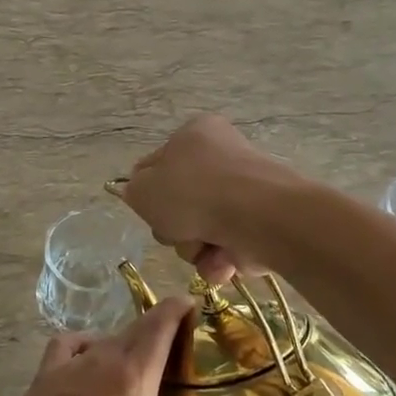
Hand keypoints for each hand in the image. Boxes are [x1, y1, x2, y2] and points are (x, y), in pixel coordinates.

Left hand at [0, 299, 260, 395]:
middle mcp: (101, 358)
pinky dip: (81, 348)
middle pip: (135, 328)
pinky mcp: (41, 379)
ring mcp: (66, 366)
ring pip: (102, 338)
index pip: (161, 321)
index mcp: (133, 376)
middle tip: (184, 353)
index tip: (199, 308)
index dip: (181, 308)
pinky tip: (85, 369)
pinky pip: (67, 347)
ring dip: (122, 344)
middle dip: (160, 330)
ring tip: (138, 368)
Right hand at [120, 115, 293, 282]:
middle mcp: (222, 159)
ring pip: (201, 231)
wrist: (256, 216)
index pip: (158, 166)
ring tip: (204, 248)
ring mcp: (245, 194)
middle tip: (177, 230)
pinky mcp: (262, 225)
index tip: (151, 209)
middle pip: (180, 204)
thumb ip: (133, 190)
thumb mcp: (142, 188)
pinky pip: (226, 248)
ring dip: (194, 248)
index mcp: (195, 134)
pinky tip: (222, 261)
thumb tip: (140, 193)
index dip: (149, 193)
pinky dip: (219, 260)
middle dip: (174, 228)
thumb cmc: (193, 192)